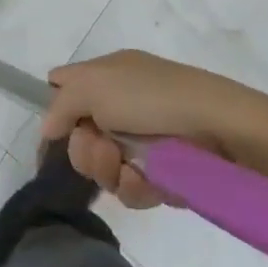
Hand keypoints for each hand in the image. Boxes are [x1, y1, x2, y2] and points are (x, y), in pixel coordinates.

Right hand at [41, 50, 267, 209]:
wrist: (219, 127)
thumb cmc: (152, 96)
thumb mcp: (95, 84)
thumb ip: (61, 103)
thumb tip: (48, 127)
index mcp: (107, 77)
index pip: (66, 92)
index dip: (55, 115)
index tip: (54, 136)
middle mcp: (120, 108)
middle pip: (78, 139)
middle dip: (83, 149)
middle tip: (101, 146)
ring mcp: (141, 143)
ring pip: (103, 169)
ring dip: (108, 170)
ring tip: (128, 165)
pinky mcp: (162, 175)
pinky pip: (131, 190)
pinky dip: (135, 187)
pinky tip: (147, 180)